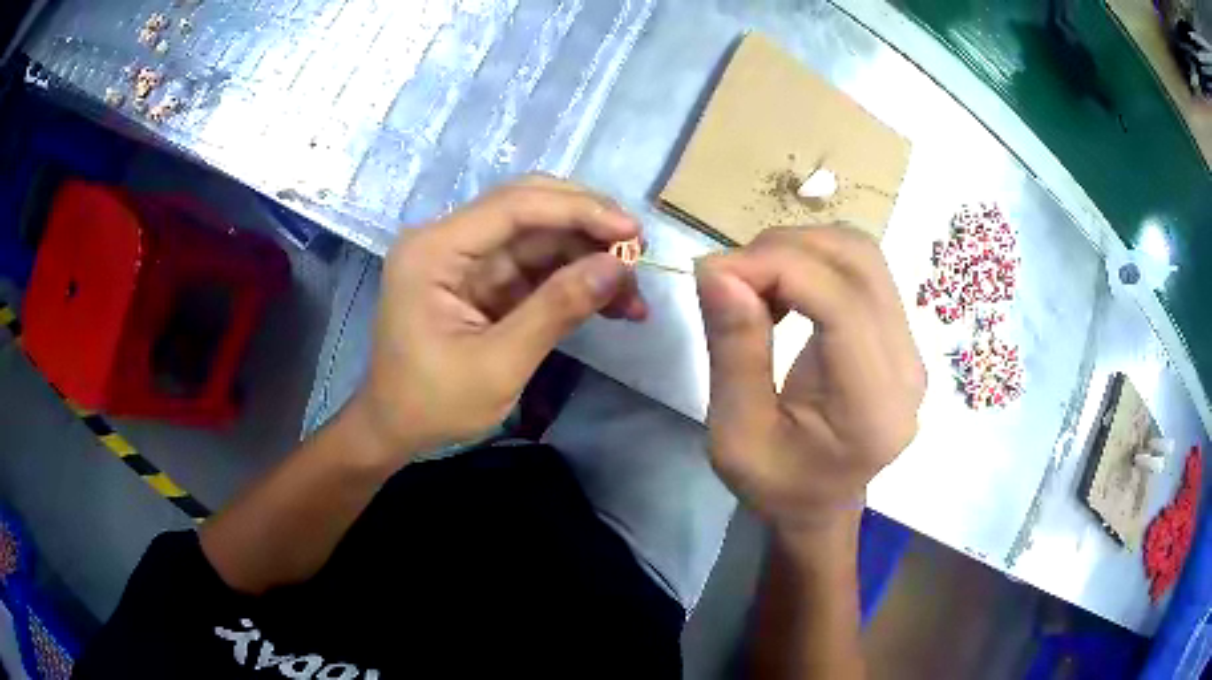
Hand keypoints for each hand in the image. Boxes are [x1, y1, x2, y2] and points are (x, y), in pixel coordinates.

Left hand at [352, 176, 646, 465]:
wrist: (396, 429)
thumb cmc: (433, 404)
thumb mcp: (498, 364)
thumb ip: (556, 309)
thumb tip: (617, 266)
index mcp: (434, 250)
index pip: (514, 207)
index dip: (579, 211)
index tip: (632, 233)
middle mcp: (448, 240)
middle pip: (529, 207)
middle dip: (587, 224)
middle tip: (638, 249)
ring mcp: (466, 258)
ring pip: (540, 236)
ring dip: (588, 257)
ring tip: (633, 293)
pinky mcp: (483, 279)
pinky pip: (536, 265)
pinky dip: (574, 280)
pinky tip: (612, 302)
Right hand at [696, 226, 924, 532]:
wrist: (821, 507)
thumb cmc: (776, 485)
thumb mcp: (735, 435)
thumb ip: (733, 351)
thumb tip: (718, 270)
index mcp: (871, 407)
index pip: (841, 302)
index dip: (777, 267)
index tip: (714, 274)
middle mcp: (907, 368)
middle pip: (859, 263)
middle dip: (785, 249)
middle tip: (730, 276)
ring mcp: (911, 348)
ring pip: (863, 255)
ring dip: (801, 249)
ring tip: (755, 283)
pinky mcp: (901, 337)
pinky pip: (863, 272)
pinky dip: (815, 261)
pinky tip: (784, 291)